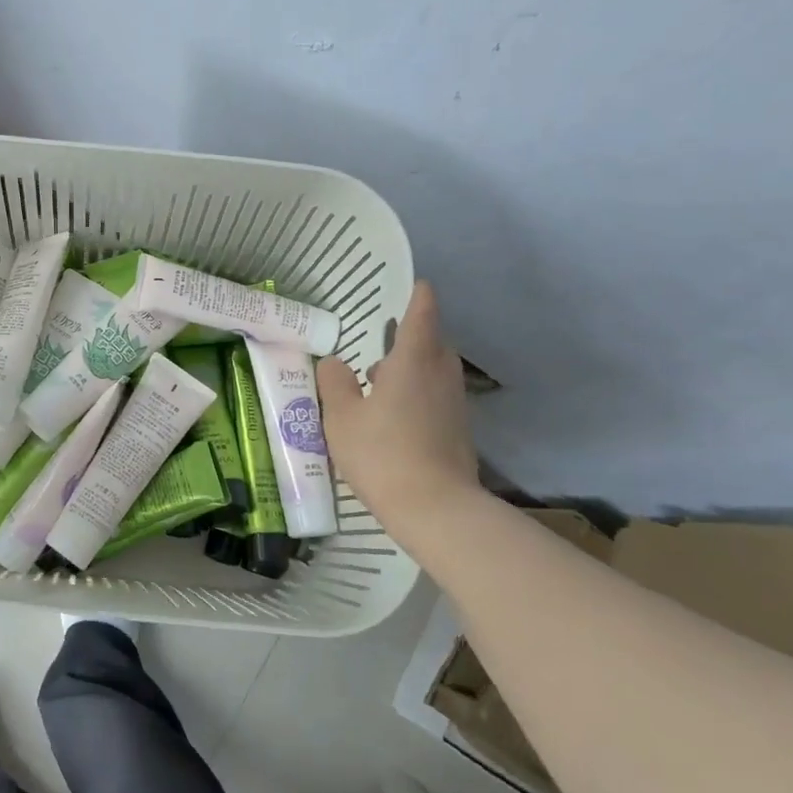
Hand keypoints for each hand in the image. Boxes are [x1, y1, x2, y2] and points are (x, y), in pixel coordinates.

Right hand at [318, 281, 479, 521]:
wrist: (435, 508)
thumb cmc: (382, 452)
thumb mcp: (341, 416)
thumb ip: (334, 383)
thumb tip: (334, 363)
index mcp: (413, 359)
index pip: (422, 312)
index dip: (417, 295)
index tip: (414, 284)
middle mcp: (441, 373)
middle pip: (432, 340)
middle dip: (411, 336)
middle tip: (380, 343)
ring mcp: (454, 402)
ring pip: (435, 370)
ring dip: (411, 368)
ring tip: (379, 384)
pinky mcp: (458, 429)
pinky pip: (437, 397)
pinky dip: (418, 395)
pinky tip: (393, 418)